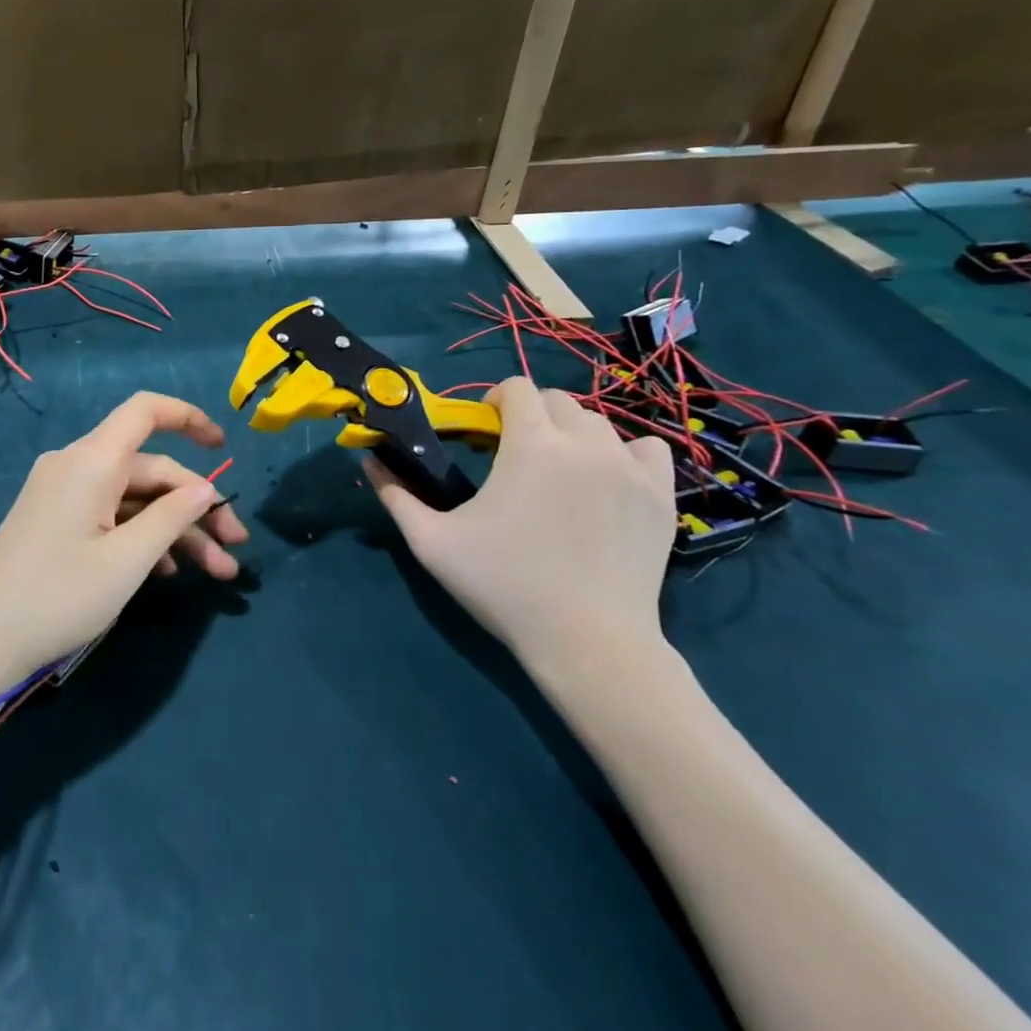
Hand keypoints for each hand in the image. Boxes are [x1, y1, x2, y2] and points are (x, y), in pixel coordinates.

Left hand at [0, 392, 248, 684]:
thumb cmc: (57, 598)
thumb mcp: (126, 561)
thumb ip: (171, 517)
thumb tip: (204, 488)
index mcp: (91, 461)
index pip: (145, 411)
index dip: (188, 418)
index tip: (224, 447)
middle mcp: (76, 466)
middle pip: (149, 468)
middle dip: (196, 505)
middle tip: (235, 549)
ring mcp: (63, 494)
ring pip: (133, 497)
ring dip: (175, 529)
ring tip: (216, 572)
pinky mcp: (55, 520)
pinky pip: (109, 514)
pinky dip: (142, 536)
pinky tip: (167, 571)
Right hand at [366, 377, 674, 675]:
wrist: (588, 643)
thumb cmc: (504, 586)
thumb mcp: (432, 542)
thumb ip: (396, 495)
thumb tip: (369, 461)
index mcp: (532, 444)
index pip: (516, 388)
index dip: (494, 401)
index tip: (483, 432)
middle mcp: (585, 443)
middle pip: (557, 400)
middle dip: (531, 415)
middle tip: (514, 455)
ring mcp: (630, 469)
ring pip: (598, 423)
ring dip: (571, 434)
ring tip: (557, 471)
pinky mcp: (661, 497)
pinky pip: (647, 449)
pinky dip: (624, 453)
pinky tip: (606, 479)